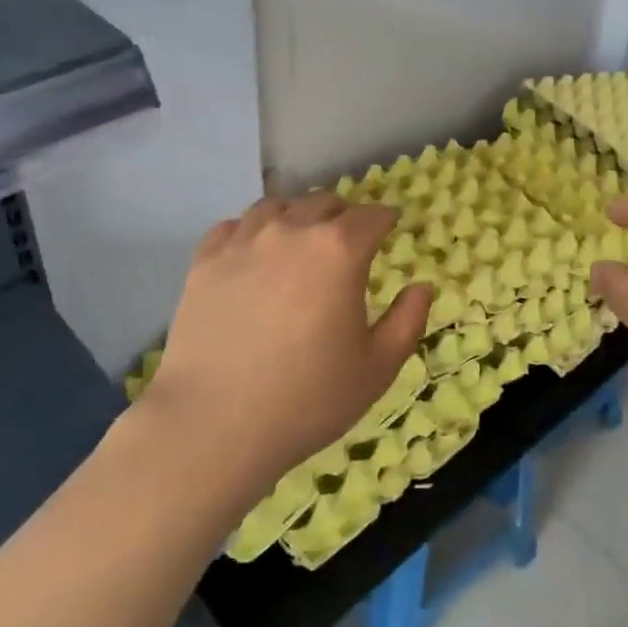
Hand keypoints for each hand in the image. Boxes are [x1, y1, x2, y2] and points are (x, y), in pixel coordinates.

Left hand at [141, 193, 433, 496]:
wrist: (215, 424)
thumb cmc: (308, 399)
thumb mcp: (377, 368)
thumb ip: (408, 320)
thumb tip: (422, 286)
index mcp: (339, 250)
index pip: (371, 216)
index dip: (385, 219)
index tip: (389, 227)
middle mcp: (292, 231)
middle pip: (324, 203)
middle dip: (343, 216)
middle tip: (348, 241)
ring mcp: (243, 241)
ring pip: (277, 206)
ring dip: (297, 217)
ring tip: (299, 242)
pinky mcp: (205, 260)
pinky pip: (234, 226)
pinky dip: (252, 231)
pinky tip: (254, 254)